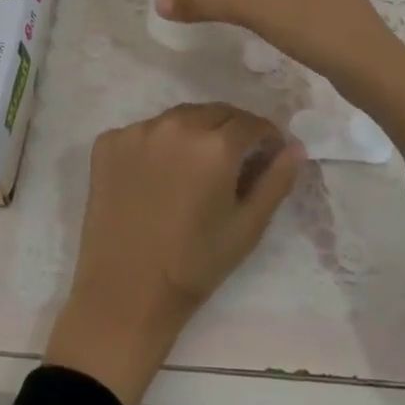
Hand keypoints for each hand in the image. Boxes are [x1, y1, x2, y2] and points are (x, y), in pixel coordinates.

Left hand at [44, 103, 302, 404]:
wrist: (124, 291)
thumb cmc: (194, 265)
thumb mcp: (247, 227)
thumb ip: (275, 181)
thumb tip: (295, 147)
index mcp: (215, 145)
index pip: (250, 122)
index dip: (265, 135)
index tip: (267, 151)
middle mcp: (176, 125)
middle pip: (214, 113)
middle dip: (230, 130)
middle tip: (232, 160)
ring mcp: (137, 130)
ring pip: (177, 118)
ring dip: (193, 133)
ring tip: (193, 168)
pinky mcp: (108, 141)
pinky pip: (143, 132)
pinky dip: (156, 146)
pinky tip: (156, 177)